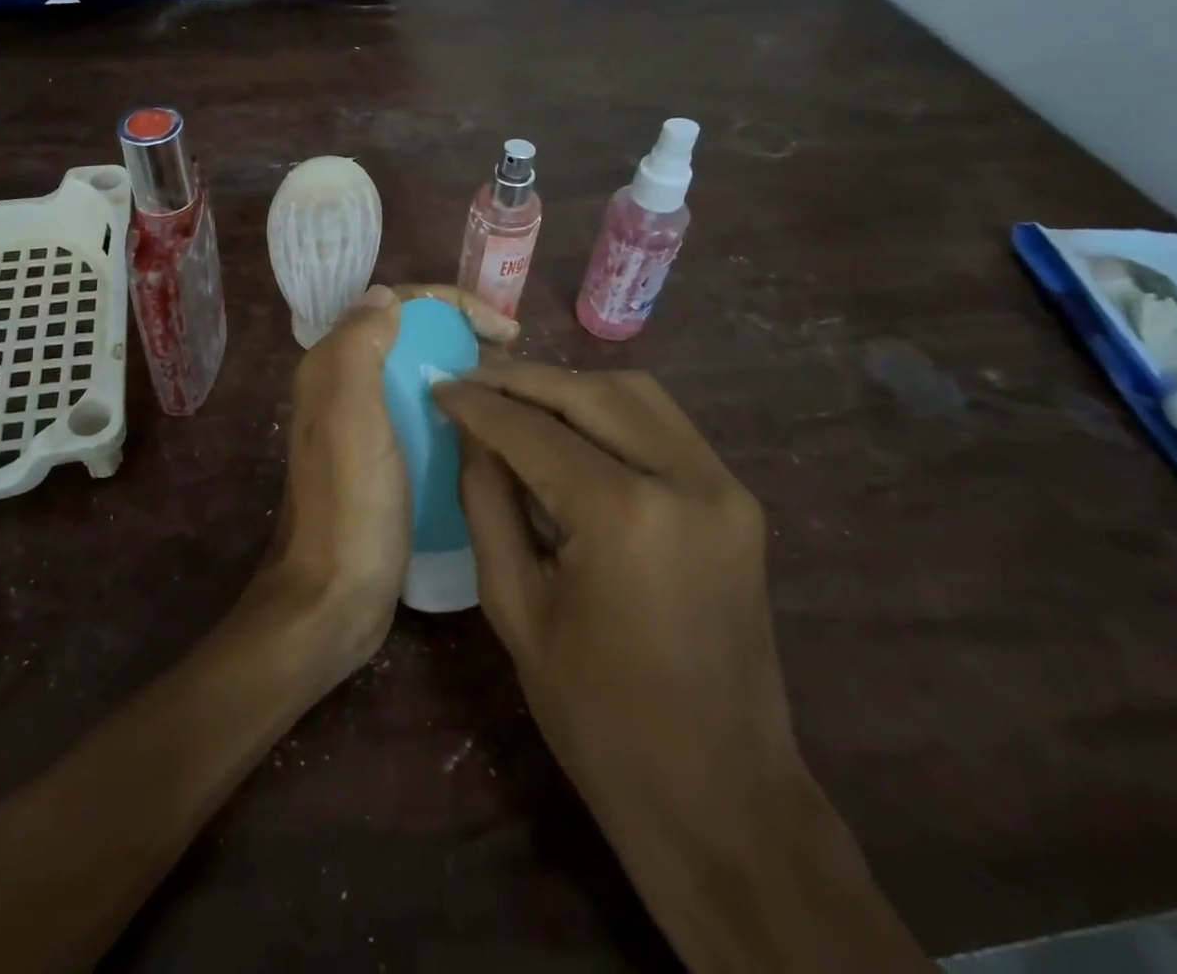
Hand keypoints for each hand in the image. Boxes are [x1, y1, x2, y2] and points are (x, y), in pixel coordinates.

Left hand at [261, 284, 517, 671]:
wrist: (332, 598)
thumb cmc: (349, 503)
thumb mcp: (350, 415)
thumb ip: (359, 345)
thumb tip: (386, 296)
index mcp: (333, 367)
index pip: (395, 305)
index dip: (451, 304)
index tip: (503, 329)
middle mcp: (345, 387)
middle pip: (411, 337)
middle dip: (462, 334)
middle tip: (513, 357)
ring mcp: (366, 426)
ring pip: (421, 376)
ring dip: (464, 371)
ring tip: (512, 389)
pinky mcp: (386, 460)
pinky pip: (426, 415)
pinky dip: (459, 410)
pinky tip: (491, 427)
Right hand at [433, 363, 796, 855]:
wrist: (721, 796)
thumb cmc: (598, 716)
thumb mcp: (516, 607)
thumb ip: (487, 502)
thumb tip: (471, 433)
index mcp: (625, 515)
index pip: (533, 430)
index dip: (479, 404)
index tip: (439, 386)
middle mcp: (686, 479)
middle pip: (590, 392)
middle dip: (523, 380)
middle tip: (471, 382)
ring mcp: (724, 486)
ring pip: (635, 394)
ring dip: (569, 387)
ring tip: (515, 397)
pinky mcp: (737, 499)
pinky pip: (664, 425)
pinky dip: (610, 411)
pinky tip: (570, 425)